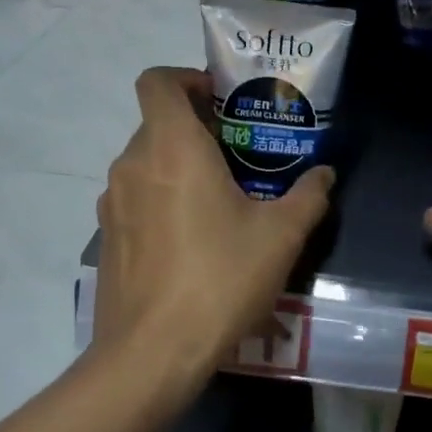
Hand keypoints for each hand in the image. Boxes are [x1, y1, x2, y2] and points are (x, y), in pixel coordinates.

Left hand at [92, 67, 333, 409]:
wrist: (151, 354)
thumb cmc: (220, 278)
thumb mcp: (280, 236)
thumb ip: (308, 196)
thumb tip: (324, 175)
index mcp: (172, 147)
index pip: (157, 81)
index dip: (186, 77)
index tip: (221, 98)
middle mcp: (133, 164)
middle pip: (158, 123)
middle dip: (198, 129)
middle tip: (241, 154)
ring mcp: (113, 203)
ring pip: (148, 163)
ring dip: (181, 167)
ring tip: (223, 199)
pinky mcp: (108, 238)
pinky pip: (138, 199)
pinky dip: (164, 200)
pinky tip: (196, 240)